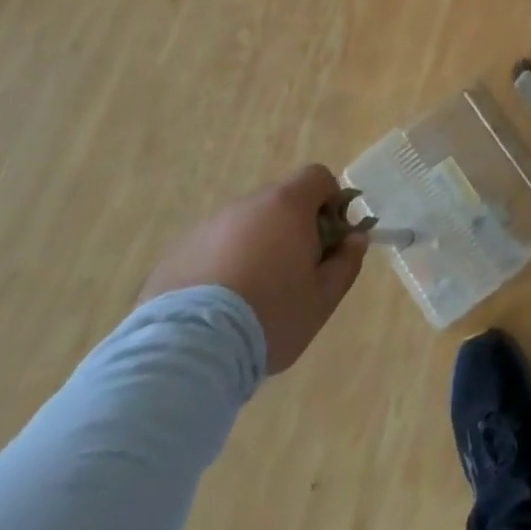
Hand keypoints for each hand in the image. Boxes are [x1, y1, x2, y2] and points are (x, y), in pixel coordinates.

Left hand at [138, 165, 365, 373]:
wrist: (187, 352)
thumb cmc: (269, 316)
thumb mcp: (323, 298)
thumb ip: (346, 262)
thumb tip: (355, 238)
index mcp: (286, 205)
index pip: (317, 177)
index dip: (330, 201)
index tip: (329, 238)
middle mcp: (246, 205)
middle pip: (279, 202)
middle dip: (292, 228)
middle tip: (293, 272)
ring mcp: (206, 228)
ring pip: (244, 227)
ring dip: (255, 247)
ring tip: (251, 296)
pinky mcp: (175, 255)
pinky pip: (211, 250)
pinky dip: (221, 267)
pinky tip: (217, 309)